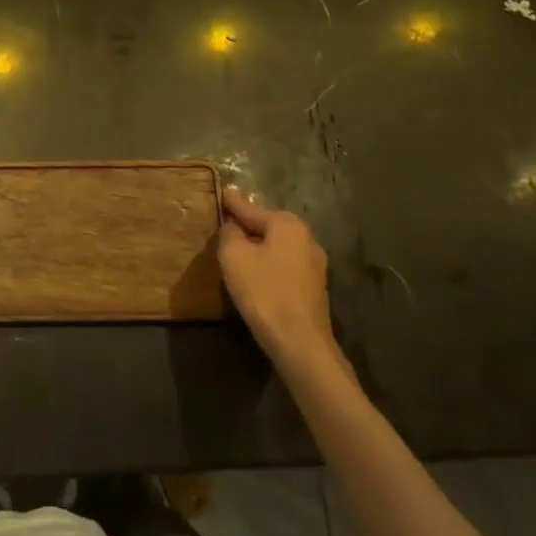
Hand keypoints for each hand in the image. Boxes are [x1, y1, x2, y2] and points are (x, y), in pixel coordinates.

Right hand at [218, 188, 345, 375]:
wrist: (301, 344)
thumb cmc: (264, 292)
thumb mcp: (234, 257)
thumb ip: (229, 233)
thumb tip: (232, 225)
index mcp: (287, 224)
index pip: (250, 208)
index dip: (231, 203)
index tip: (221, 192)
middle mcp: (306, 238)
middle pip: (267, 226)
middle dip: (246, 225)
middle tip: (224, 224)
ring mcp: (314, 264)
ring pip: (277, 246)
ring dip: (258, 247)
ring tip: (236, 250)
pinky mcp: (314, 287)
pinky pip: (284, 265)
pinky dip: (268, 264)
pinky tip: (255, 274)